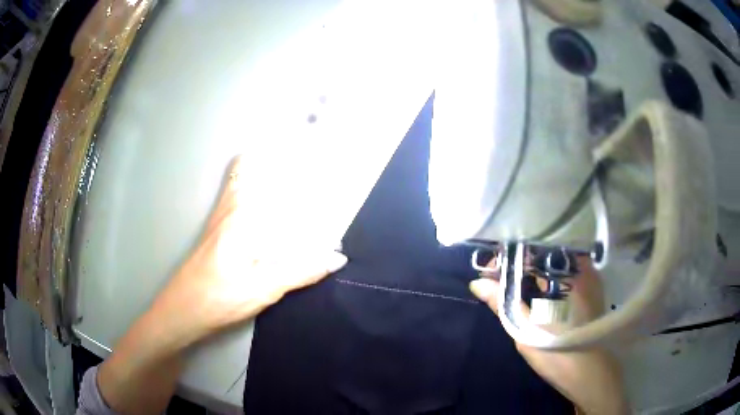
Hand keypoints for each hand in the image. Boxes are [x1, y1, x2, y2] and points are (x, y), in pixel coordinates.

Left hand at [150, 155, 348, 347]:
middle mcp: (229, 208)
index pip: (264, 174)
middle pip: (249, 167)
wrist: (181, 310)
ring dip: (262, 171)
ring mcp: (219, 216)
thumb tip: (337, 258)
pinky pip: (236, 194)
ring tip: (290, 174)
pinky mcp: (215, 228)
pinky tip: (267, 208)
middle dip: (276, 159)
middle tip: (305, 159)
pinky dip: (251, 186)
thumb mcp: (263, 289)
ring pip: (240, 179)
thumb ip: (301, 271)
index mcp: (242, 217)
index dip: (285, 156)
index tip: (310, 151)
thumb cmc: (219, 299)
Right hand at [469, 256, 628, 414]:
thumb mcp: (525, 330)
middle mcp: (580, 267)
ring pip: (553, 261)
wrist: (589, 373)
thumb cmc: (557, 354)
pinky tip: (535, 290)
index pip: (531, 251)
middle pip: (542, 253)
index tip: (488, 269)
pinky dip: (546, 276)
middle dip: (517, 263)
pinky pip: (564, 271)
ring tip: (510, 283)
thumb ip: (502, 302)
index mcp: (566, 274)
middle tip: (496, 277)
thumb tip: (477, 283)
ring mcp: (588, 276)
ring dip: (531, 269)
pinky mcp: (591, 287)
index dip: (506, 257)